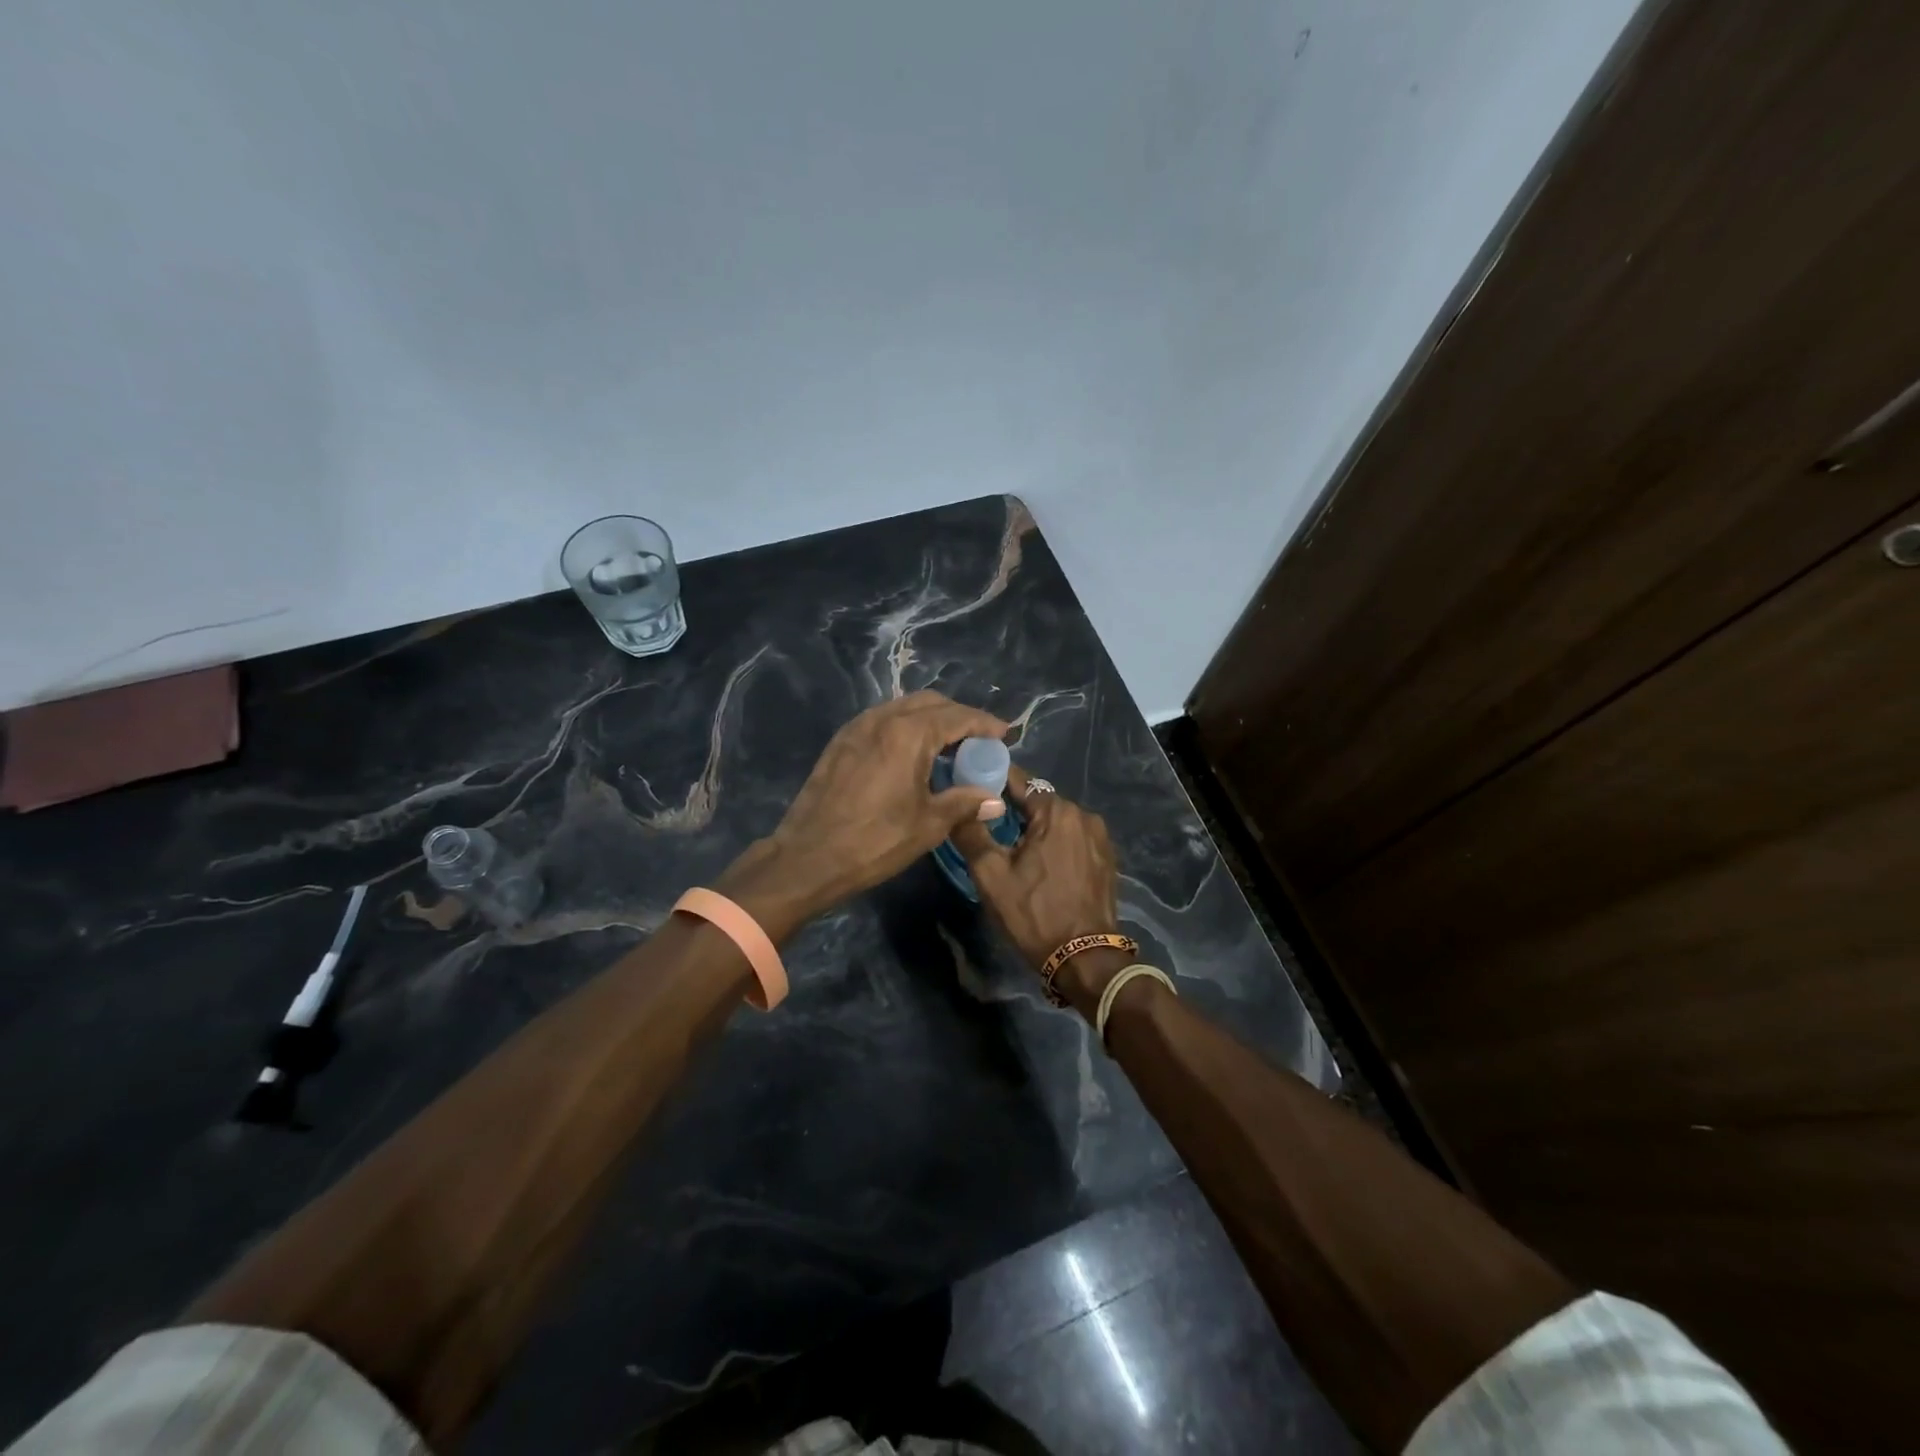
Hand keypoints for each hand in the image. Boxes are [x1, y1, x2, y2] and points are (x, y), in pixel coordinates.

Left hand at [723, 692, 1008, 935]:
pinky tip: (913, 754)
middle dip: (959, 717)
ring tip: (949, 747)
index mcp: (908, 734)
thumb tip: (994, 800)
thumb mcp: (928, 824)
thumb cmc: (875, 841)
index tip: (1006, 734)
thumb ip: (964, 803)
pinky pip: (883, 721)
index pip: (958, 717)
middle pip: (931, 703)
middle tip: (979, 741)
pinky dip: (906, 727)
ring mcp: (857, 727)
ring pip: (904, 708)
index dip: (985, 724)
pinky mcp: (841, 741)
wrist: (808, 857)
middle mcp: (882, 719)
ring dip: (931, 720)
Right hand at [951, 767, 1121, 974]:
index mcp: (1057, 812)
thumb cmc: (1034, 913)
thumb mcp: (991, 876)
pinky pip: (1073, 838)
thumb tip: (959, 804)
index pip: (1019, 780)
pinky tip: (1041, 862)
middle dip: (1014, 807)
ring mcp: (1100, 837)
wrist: (1084, 958)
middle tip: (987, 821)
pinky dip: (1056, 842)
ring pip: (1057, 821)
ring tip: (1012, 844)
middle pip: (1039, 801)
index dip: (993, 780)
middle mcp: (1083, 815)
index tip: (972, 785)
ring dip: (1036, 827)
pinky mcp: (1107, 858)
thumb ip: (972, 833)